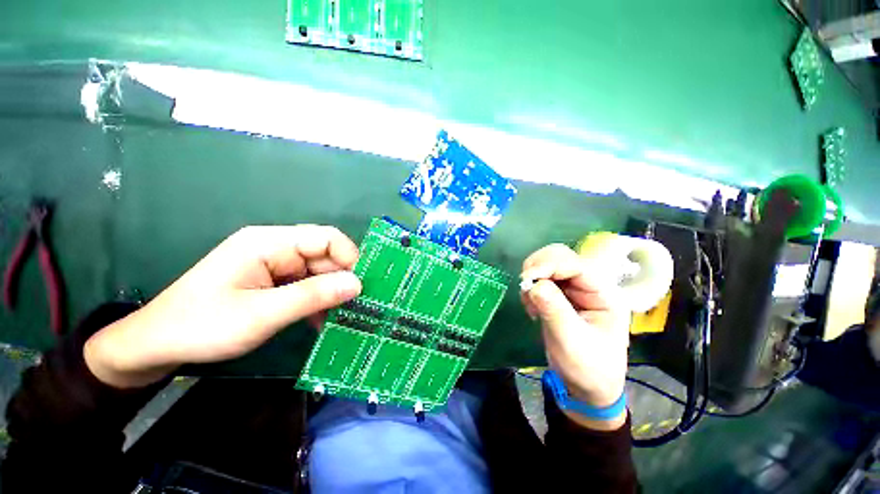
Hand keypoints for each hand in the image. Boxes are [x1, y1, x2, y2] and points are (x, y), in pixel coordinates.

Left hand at [84, 225, 361, 388]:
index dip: (349, 258)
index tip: (361, 287)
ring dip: (332, 294)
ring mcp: (275, 265)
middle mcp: (276, 248)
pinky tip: (321, 321)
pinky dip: (318, 301)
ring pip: (319, 273)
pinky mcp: (273, 281)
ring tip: (342, 318)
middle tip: (357, 308)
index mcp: (269, 243)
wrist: (156, 345)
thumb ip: (312, 296)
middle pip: (325, 256)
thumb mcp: (261, 314)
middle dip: (343, 280)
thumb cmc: (202, 326)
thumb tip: (357, 284)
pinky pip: (307, 285)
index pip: (326, 237)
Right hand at [521, 244, 630, 430]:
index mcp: (604, 293)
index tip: (526, 279)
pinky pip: (540, 279)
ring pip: (547, 265)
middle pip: (560, 257)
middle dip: (538, 267)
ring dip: (532, 277)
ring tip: (529, 301)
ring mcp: (573, 289)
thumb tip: (532, 284)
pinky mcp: (559, 295)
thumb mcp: (572, 342)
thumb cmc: (588, 368)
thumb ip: (554, 310)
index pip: (575, 264)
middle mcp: (589, 285)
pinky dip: (530, 287)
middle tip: (525, 287)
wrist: (586, 388)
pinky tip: (531, 306)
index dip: (549, 265)